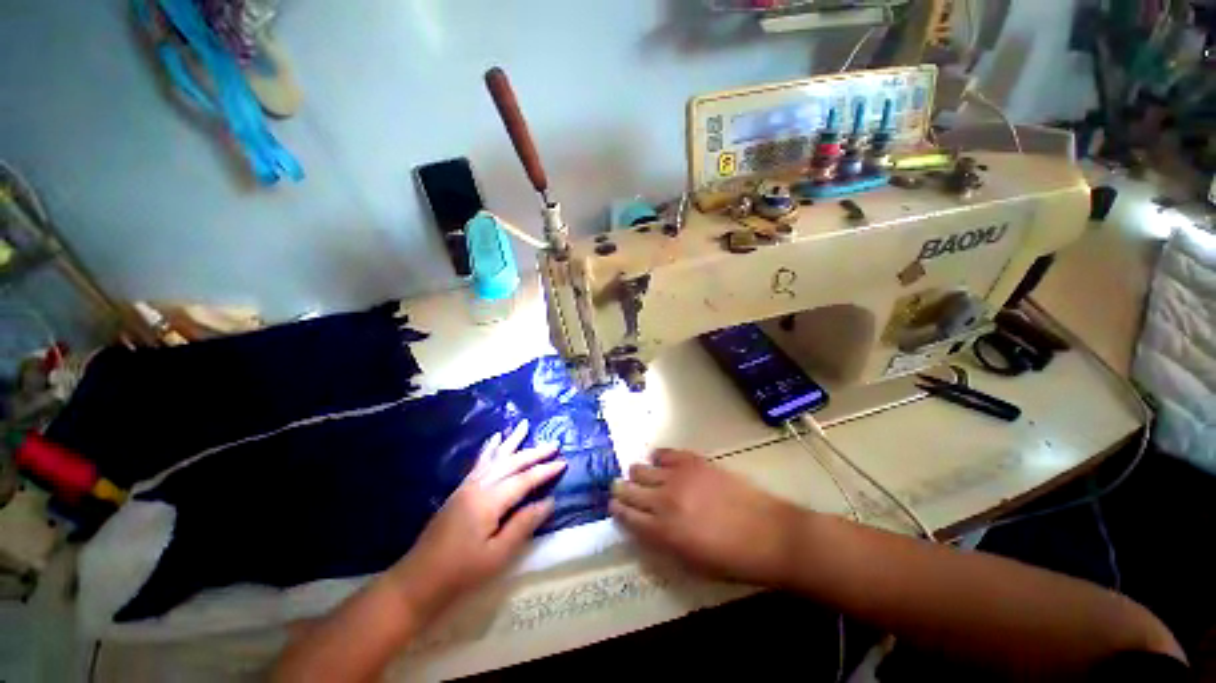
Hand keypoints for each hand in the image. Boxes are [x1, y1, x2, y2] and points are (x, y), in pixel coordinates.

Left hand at [389, 420, 565, 617]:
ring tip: (524, 425)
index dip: (545, 471)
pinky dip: (490, 448)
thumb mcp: (498, 555)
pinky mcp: (460, 490)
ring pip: (496, 457)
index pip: (524, 479)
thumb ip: (524, 524)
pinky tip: (495, 438)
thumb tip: (549, 502)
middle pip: (512, 462)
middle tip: (554, 444)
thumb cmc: (462, 572)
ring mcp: (467, 485)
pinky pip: (480, 462)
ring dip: (512, 441)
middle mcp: (479, 485)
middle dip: (534, 452)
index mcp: (489, 501)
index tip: (563, 462)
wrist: (418, 580)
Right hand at [611, 449, 803, 585]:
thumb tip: (645, 526)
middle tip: (621, 490)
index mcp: (662, 532)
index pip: (627, 517)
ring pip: (642, 468)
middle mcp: (664, 500)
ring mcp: (678, 477)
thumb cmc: (732, 560)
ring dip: (637, 473)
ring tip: (639, 475)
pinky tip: (658, 460)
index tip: (613, 505)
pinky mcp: (693, 461)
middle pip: (629, 489)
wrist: (769, 534)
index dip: (617, 510)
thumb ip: (662, 543)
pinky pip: (665, 453)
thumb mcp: (691, 565)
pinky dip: (658, 456)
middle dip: (621, 490)